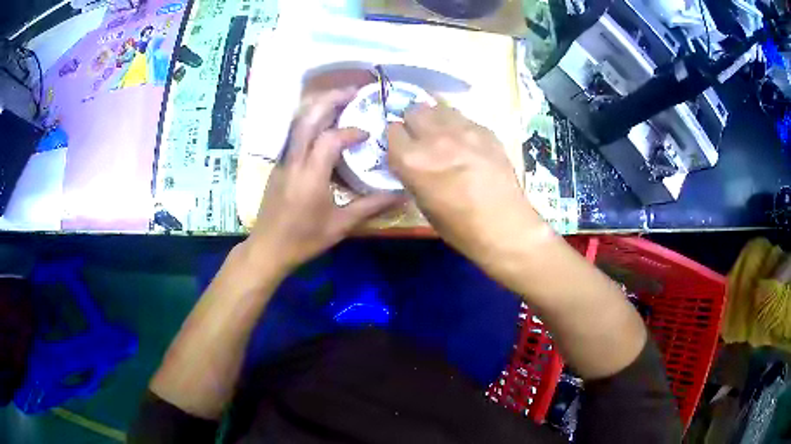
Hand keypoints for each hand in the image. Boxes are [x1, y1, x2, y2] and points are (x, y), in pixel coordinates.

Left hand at [246, 89, 401, 272]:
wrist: (268, 249)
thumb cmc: (304, 240)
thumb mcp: (341, 226)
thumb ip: (371, 206)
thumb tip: (402, 195)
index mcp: (310, 176)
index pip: (330, 139)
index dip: (351, 131)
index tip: (368, 134)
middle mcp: (294, 161)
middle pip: (307, 118)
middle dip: (330, 99)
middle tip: (354, 91)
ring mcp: (282, 161)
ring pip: (297, 122)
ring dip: (318, 105)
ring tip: (340, 99)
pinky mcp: (278, 164)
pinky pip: (293, 133)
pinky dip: (309, 120)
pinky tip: (323, 122)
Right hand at [387, 103, 543, 264]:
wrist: (504, 226)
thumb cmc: (459, 226)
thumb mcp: (422, 202)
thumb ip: (411, 172)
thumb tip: (411, 158)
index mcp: (412, 160)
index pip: (392, 130)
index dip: (397, 139)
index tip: (403, 147)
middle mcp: (434, 138)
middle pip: (414, 110)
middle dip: (414, 122)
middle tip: (422, 138)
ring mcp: (463, 130)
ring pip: (439, 108)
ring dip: (437, 119)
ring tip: (445, 136)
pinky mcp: (485, 130)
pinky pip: (464, 118)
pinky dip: (460, 126)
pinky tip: (468, 144)